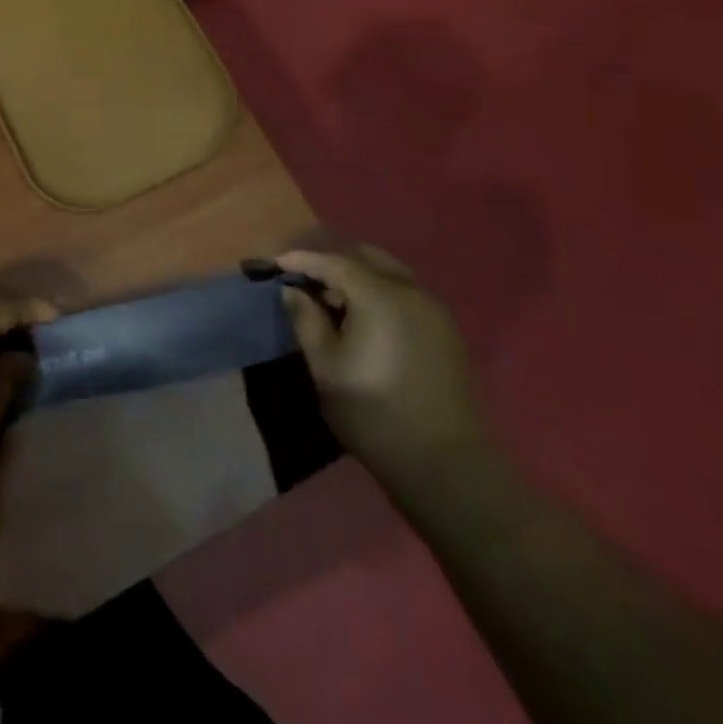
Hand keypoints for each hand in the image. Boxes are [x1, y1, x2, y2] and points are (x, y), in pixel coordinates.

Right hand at [280, 246, 490, 486]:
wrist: (446, 465)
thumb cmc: (374, 414)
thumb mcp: (326, 367)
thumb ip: (306, 319)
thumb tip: (292, 290)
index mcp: (379, 296)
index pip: (333, 262)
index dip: (301, 260)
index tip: (276, 265)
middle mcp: (410, 291)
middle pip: (365, 257)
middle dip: (332, 262)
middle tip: (305, 282)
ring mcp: (434, 310)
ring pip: (389, 273)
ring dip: (358, 277)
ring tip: (333, 302)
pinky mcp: (446, 331)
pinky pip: (406, 294)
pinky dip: (380, 292)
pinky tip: (365, 319)